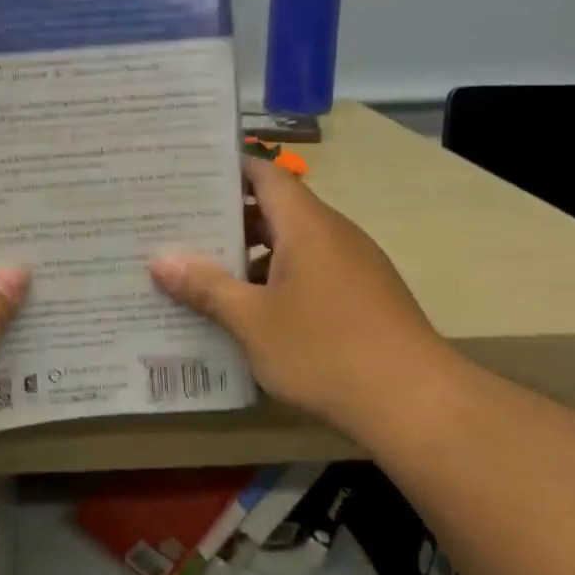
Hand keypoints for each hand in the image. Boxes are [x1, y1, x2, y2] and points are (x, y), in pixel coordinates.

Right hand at [149, 157, 455, 439]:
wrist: (414, 402)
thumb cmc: (325, 350)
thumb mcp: (253, 321)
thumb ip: (206, 287)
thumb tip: (160, 260)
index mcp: (307, 225)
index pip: (264, 175)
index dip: (227, 171)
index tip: (187, 177)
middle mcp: (333, 234)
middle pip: (276, 210)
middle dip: (229, 219)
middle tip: (179, 229)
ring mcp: (354, 265)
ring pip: (293, 245)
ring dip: (252, 255)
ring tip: (204, 272)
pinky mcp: (365, 296)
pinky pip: (312, 271)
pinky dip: (278, 279)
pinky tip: (252, 312)